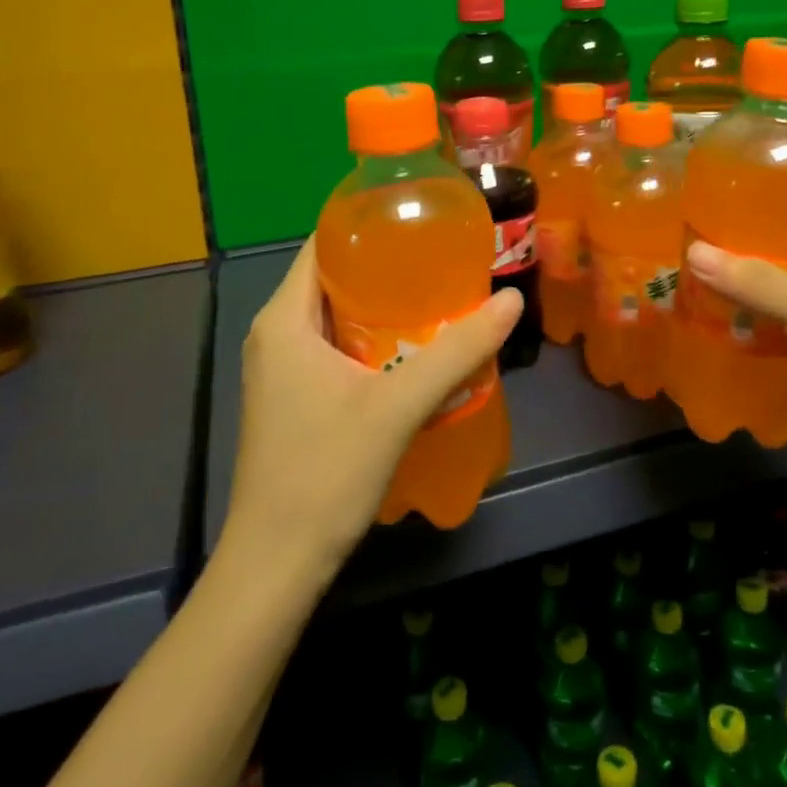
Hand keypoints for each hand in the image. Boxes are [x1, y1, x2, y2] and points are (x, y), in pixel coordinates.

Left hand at [223, 239, 522, 577]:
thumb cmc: (325, 473)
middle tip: (444, 259)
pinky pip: (335, 347)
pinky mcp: (293, 397)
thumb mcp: (398, 407)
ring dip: (383, 306)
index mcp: (284, 319)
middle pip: (333, 278)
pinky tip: (415, 350)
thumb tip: (511, 300)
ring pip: (336, 316)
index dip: (369, 225)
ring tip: (439, 296)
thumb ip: (456, 351)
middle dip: (387, 266)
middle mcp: (276, 334)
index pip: (324, 245)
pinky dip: (373, 339)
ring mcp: (281, 369)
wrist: (275, 566)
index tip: (421, 220)